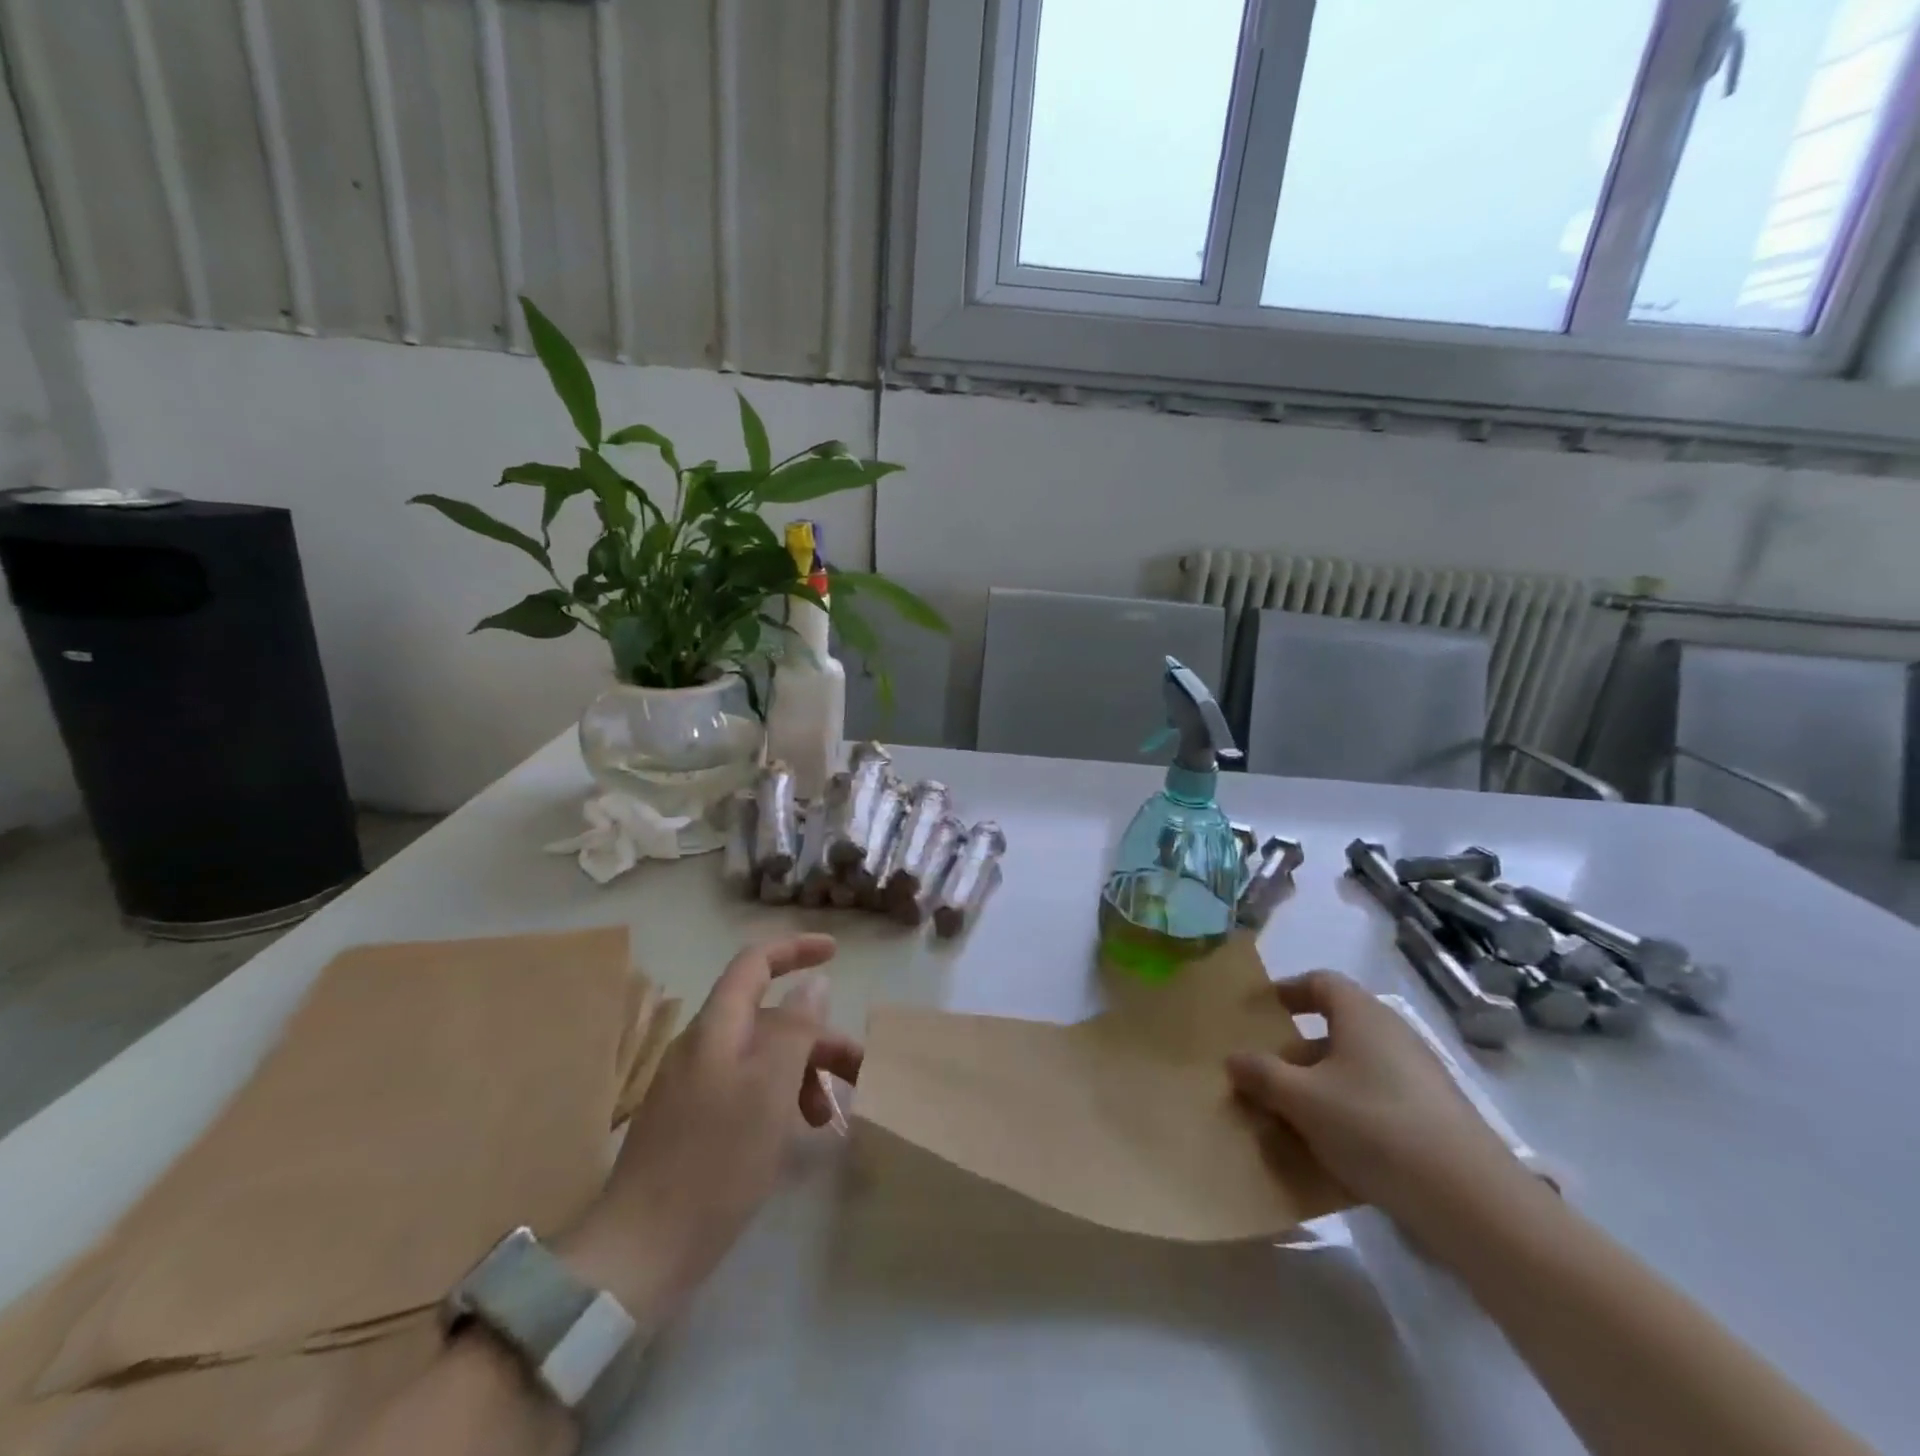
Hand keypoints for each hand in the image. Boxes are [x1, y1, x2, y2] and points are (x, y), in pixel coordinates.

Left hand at [557, 934, 861, 1327]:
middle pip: (767, 1017)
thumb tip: (815, 984)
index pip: (755, 963)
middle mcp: (701, 1047)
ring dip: (801, 1073)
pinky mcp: (690, 1122)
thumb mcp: (770, 1088)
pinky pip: (745, 1088)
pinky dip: (777, 1098)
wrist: (639, 1253)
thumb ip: (796, 1028)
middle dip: (816, 1036)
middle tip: (858, 1071)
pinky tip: (791, 1133)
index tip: (836, 953)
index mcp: (716, 1029)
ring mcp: (692, 1086)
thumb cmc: (715, 1161)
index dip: (795, 949)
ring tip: (825, 1117)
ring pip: (760, 1057)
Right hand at [1226, 970, 1530, 1225]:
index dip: (1287, 991)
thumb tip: (1234, 1059)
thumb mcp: (1302, 1100)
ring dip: (1320, 1088)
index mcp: (1362, 1015)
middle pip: (1335, 1029)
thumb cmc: (1375, 1127)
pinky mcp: (1435, 1119)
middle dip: (1296, 1052)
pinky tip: (1332, 1152)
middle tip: (1265, 1077)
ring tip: (1290, 1120)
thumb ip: (1261, 1075)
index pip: (1320, 982)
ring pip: (1355, 1070)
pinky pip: (1377, 1102)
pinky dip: (1349, 1115)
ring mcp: (1419, 1078)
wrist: (1473, 1203)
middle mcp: (1393, 1035)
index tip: (1260, 1012)